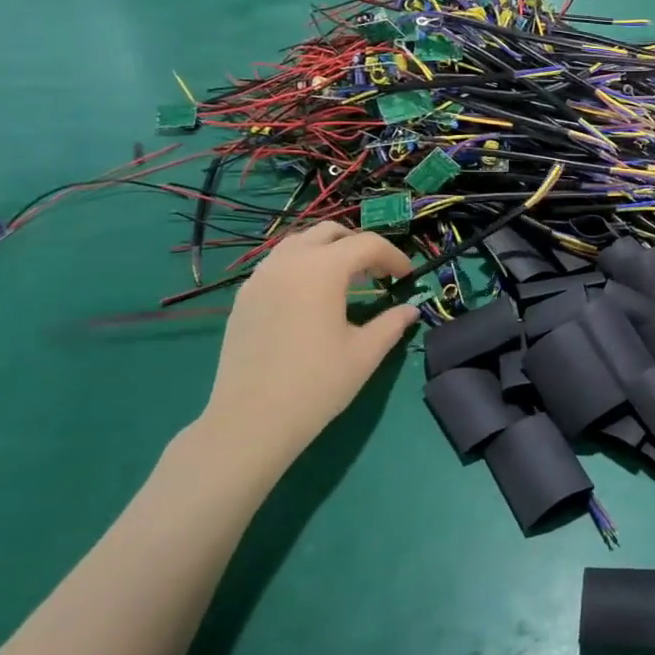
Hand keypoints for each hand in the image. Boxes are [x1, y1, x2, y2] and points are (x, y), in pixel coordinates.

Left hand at [195, 224, 417, 470]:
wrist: (250, 422)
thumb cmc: (316, 384)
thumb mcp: (365, 353)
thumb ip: (391, 323)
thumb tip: (410, 310)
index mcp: (321, 269)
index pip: (367, 244)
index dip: (393, 256)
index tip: (407, 278)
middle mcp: (288, 262)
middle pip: (330, 233)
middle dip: (359, 246)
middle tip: (378, 273)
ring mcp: (260, 277)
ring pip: (299, 243)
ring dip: (328, 251)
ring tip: (346, 280)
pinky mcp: (244, 297)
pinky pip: (278, 264)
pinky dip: (303, 266)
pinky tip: (312, 298)